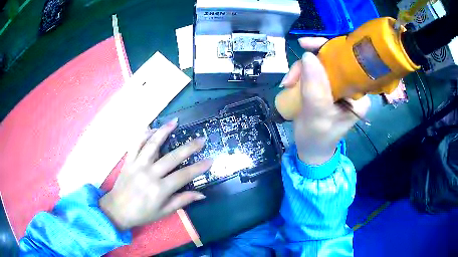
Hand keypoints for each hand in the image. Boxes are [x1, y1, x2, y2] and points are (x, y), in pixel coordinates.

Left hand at [99, 118, 211, 230]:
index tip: (210, 160)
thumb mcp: (163, 212)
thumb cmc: (142, 214)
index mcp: (160, 189)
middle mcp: (149, 174)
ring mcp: (137, 165)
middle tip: (201, 139)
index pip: (184, 175)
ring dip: (164, 131)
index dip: (198, 167)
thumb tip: (201, 194)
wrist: (117, 210)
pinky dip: (143, 134)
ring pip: (152, 144)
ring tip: (175, 122)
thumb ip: (182, 201)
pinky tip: (152, 128)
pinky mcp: (128, 161)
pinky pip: (135, 144)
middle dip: (189, 147)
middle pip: (172, 157)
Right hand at [282, 37, 370, 164]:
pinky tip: (292, 82)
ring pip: (321, 63)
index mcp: (359, 95)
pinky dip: (301, 73)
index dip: (329, 48)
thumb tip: (308, 55)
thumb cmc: (317, 138)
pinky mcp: (329, 87)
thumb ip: (315, 88)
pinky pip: (315, 70)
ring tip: (288, 84)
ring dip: (302, 69)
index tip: (305, 45)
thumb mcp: (317, 116)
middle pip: (333, 59)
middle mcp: (353, 87)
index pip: (348, 62)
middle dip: (309, 63)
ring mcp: (341, 86)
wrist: (311, 150)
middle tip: (292, 75)